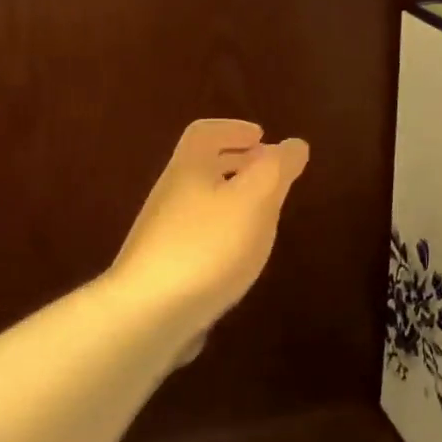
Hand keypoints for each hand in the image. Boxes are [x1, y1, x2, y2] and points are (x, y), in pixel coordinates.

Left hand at [109, 119, 309, 353]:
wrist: (148, 313)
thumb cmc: (207, 246)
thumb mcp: (254, 201)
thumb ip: (277, 169)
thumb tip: (294, 144)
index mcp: (189, 169)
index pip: (205, 133)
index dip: (233, 129)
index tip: (261, 136)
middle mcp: (170, 195)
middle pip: (200, 167)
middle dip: (234, 162)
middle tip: (266, 171)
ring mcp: (162, 234)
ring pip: (199, 203)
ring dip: (229, 199)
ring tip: (260, 215)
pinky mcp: (163, 269)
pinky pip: (196, 237)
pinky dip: (221, 233)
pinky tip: (237, 258)